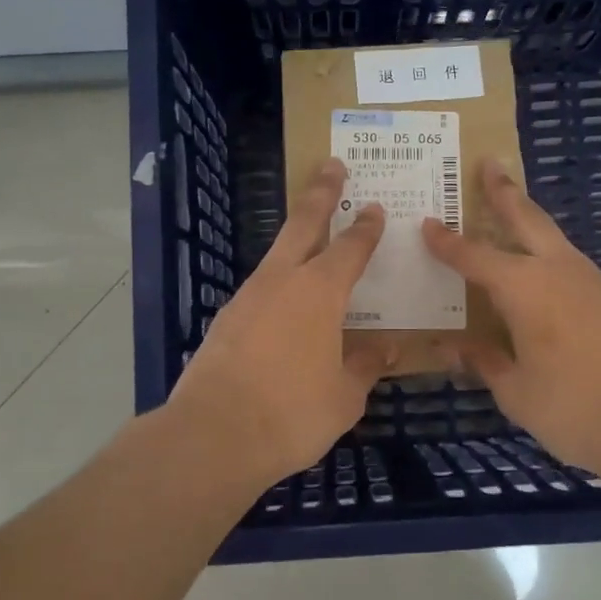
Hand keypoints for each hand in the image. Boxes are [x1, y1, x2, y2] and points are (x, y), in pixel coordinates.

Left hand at [166, 160, 393, 493]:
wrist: (214, 434)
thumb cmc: (292, 412)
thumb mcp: (344, 396)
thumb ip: (365, 366)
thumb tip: (386, 349)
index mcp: (320, 292)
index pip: (350, 248)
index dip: (365, 228)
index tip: (374, 208)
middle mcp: (282, 281)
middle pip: (303, 224)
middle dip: (320, 192)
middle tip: (331, 164)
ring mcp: (247, 297)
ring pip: (276, 254)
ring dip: (295, 238)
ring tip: (310, 237)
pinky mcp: (225, 320)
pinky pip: (260, 290)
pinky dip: (277, 284)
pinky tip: (282, 304)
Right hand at [421, 159, 600, 481]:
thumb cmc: (574, 408)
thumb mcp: (516, 392)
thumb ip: (484, 362)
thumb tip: (451, 347)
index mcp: (525, 288)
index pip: (474, 256)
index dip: (447, 242)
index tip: (427, 223)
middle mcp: (559, 272)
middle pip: (527, 219)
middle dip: (504, 191)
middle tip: (491, 163)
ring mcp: (594, 283)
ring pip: (555, 240)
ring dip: (531, 223)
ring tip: (513, 215)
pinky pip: (573, 268)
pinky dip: (551, 259)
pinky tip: (546, 280)